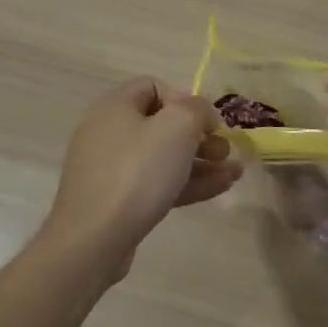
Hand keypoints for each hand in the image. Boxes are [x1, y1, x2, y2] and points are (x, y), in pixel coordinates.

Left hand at [41, 78, 241, 279]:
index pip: (154, 87)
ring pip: (162, 157)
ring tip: (234, 172)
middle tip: (225, 151)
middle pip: (161, 124)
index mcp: (115, 106)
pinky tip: (220, 188)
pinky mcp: (116, 200)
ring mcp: (110, 169)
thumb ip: (197, 109)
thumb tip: (201, 113)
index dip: (185, 100)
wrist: (93, 240)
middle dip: (199, 136)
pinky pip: (156, 183)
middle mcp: (108, 132)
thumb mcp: (177, 127)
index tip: (207, 123)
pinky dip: (186, 182)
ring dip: (200, 162)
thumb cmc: (137, 172)